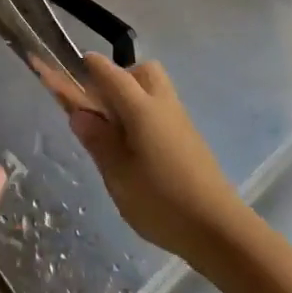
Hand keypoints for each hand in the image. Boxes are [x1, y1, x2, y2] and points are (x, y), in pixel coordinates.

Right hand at [38, 54, 243, 260]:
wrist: (218, 230)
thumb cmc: (161, 202)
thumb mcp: (118, 175)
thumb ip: (98, 140)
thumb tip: (79, 113)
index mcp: (142, 109)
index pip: (112, 74)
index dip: (91, 66)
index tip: (73, 63)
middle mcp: (163, 106)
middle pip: (142, 72)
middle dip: (118, 77)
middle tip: (99, 106)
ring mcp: (181, 122)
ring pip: (155, 90)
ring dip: (132, 96)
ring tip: (113, 131)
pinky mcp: (189, 139)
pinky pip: (162, 111)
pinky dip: (144, 114)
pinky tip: (134, 147)